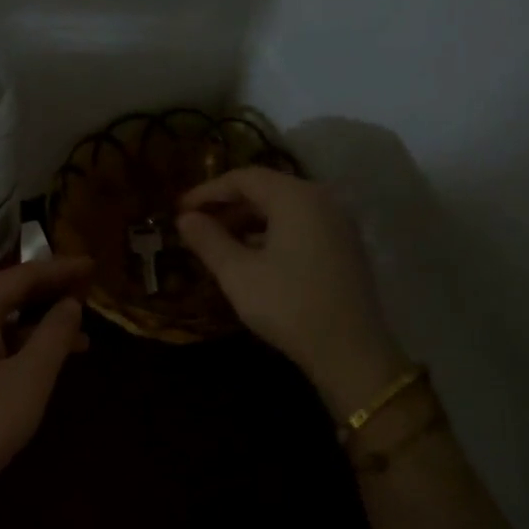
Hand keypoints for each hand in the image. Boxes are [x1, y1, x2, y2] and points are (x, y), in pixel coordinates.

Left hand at [0, 257, 92, 513]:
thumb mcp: (30, 377)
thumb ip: (54, 335)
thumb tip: (70, 305)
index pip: (20, 276)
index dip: (58, 269)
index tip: (91, 265)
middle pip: (6, 297)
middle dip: (48, 294)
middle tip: (87, 291)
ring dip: (37, 328)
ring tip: (81, 341)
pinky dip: (19, 349)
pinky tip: (42, 367)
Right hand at [177, 168, 407, 413]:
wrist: (349, 350)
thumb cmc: (287, 305)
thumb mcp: (237, 274)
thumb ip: (208, 240)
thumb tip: (185, 219)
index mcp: (295, 197)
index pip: (244, 177)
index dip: (207, 191)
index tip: (179, 209)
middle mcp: (321, 200)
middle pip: (266, 190)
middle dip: (227, 206)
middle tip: (195, 228)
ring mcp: (337, 223)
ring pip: (283, 210)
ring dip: (247, 222)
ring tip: (217, 245)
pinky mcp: (343, 247)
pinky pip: (300, 227)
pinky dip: (270, 234)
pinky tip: (250, 259)